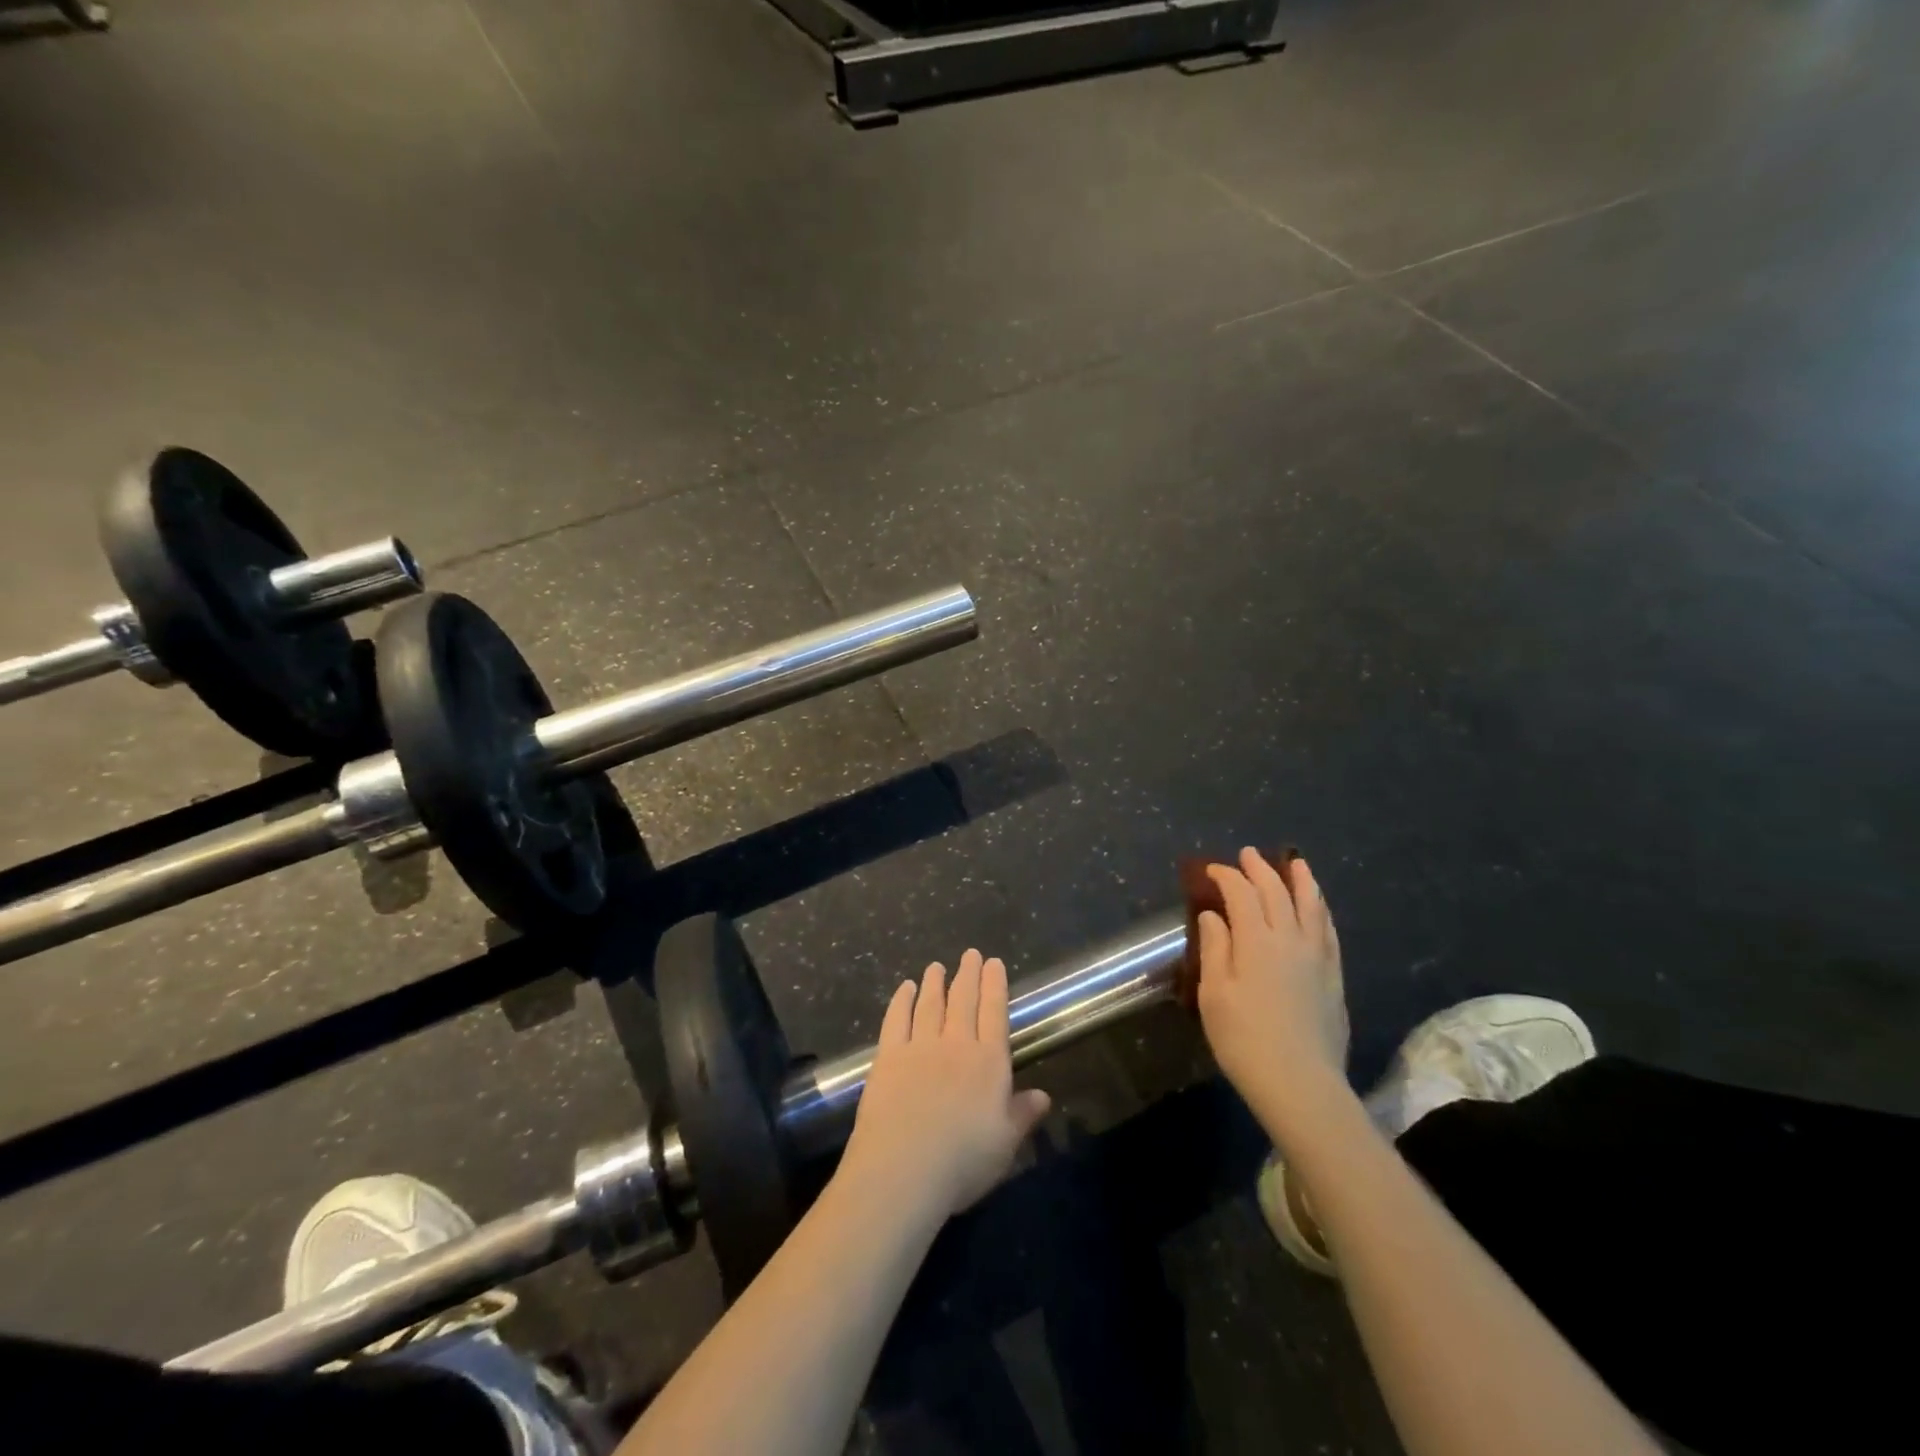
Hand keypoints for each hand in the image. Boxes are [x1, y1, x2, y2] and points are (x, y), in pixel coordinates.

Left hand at [838, 950, 1051, 1222]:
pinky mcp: (888, 1056)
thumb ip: (1023, 1115)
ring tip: (937, 965)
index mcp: (989, 1062)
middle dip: (969, 975)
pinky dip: (902, 1000)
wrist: (903, 1170)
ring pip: (930, 1004)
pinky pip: (897, 1019)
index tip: (994, 963)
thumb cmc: (962, 1162)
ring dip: (935, 982)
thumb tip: (1044, 1096)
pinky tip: (905, 988)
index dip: (995, 985)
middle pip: (964, 1001)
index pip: (995, 1013)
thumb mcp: (1005, 1145)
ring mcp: (919, 1046)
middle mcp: (956, 1044)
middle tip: (970, 954)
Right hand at [1197, 849, 1349, 1130]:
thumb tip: (1213, 915)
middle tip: (1248, 855)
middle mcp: (1290, 938)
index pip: (1241, 894)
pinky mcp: (1334, 976)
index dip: (1226, 877)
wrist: (1301, 1084)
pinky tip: (1317, 907)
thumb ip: (1215, 948)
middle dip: (1260, 869)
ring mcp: (1317, 956)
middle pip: (1276, 892)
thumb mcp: (1214, 994)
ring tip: (1295, 864)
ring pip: (1310, 905)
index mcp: (1256, 940)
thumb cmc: (1244, 1040)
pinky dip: (1320, 909)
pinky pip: (1328, 929)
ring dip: (1300, 881)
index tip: (1212, 871)